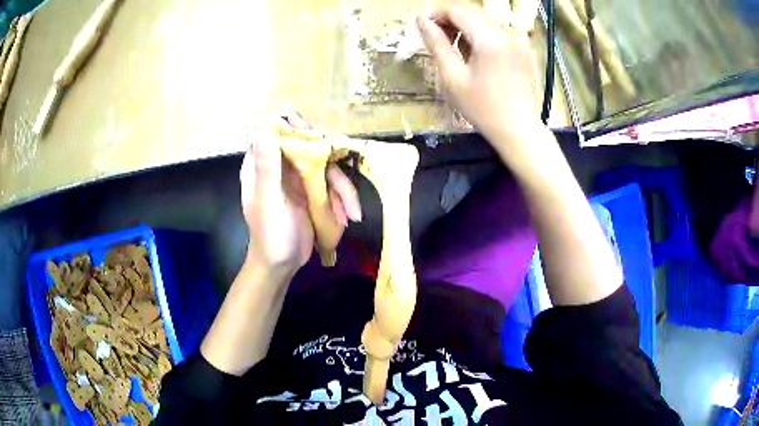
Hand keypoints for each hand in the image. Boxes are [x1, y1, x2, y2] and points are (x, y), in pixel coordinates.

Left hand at [240, 115, 361, 278]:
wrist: (282, 265)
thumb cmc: (270, 235)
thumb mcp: (269, 201)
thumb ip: (268, 166)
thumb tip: (265, 126)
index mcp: (262, 164)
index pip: (276, 132)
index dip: (295, 127)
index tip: (315, 134)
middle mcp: (280, 166)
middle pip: (307, 145)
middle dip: (329, 159)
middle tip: (344, 171)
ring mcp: (298, 178)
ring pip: (325, 166)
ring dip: (343, 189)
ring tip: (354, 214)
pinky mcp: (312, 191)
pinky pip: (332, 185)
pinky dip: (343, 200)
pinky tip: (349, 217)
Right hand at [417, 5, 542, 144]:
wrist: (519, 129)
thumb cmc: (482, 108)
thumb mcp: (452, 76)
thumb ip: (436, 43)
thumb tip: (420, 19)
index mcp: (490, 38)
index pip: (457, 10)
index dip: (436, 14)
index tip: (424, 27)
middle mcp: (508, 32)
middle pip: (472, 12)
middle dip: (451, 21)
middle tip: (438, 40)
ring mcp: (520, 39)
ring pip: (485, 21)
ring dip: (467, 28)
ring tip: (458, 51)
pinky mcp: (526, 48)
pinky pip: (499, 31)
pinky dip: (484, 36)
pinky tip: (478, 56)